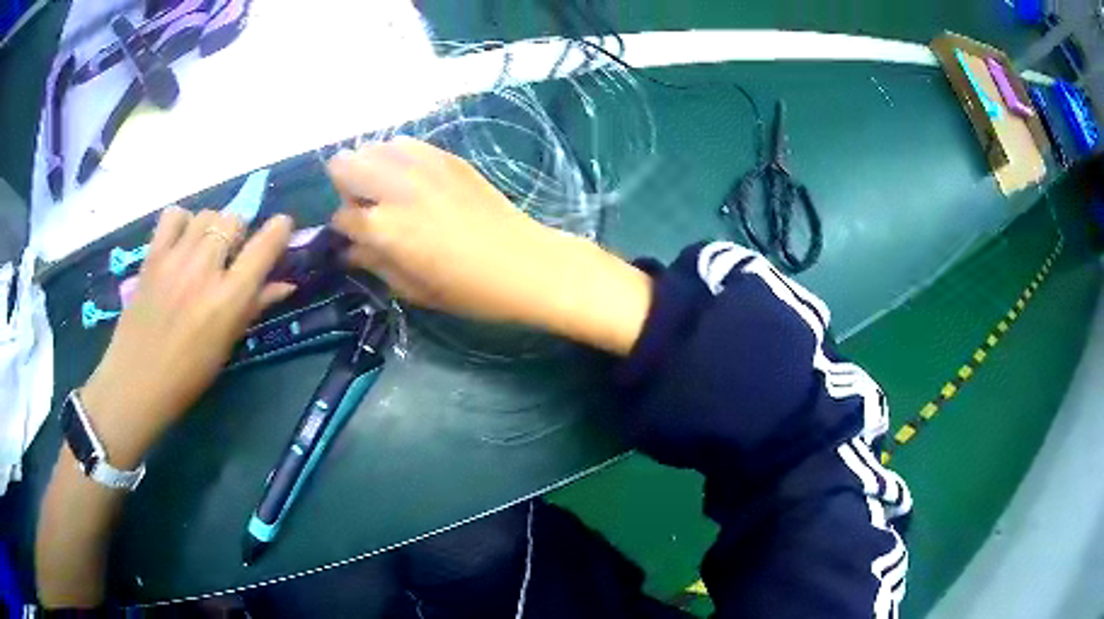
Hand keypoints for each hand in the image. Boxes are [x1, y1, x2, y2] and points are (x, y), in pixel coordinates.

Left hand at [81, 208, 294, 466]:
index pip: (264, 246)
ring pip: (206, 215)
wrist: (137, 380)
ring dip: (212, 227)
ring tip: (204, 249)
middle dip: (239, 233)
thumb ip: (255, 307)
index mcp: (229, 299)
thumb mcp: (227, 344)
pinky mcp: (153, 255)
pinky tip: (180, 242)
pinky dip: (182, 221)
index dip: (279, 230)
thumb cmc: (188, 373)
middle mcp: (204, 270)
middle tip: (230, 255)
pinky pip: (173, 216)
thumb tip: (285, 284)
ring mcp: (176, 259)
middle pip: (233, 221)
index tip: (282, 228)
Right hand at [328, 137, 568, 323]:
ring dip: (371, 168)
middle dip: (346, 187)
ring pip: (373, 147)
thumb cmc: (468, 289)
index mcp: (384, 228)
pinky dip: (399, 158)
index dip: (344, 231)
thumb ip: (373, 264)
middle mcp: (396, 187)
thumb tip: (347, 250)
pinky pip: (405, 143)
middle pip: (344, 165)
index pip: (340, 217)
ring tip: (391, 191)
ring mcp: (422, 165)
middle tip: (368, 208)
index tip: (358, 240)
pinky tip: (415, 180)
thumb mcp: (412, 289)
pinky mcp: (446, 156)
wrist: (524, 263)